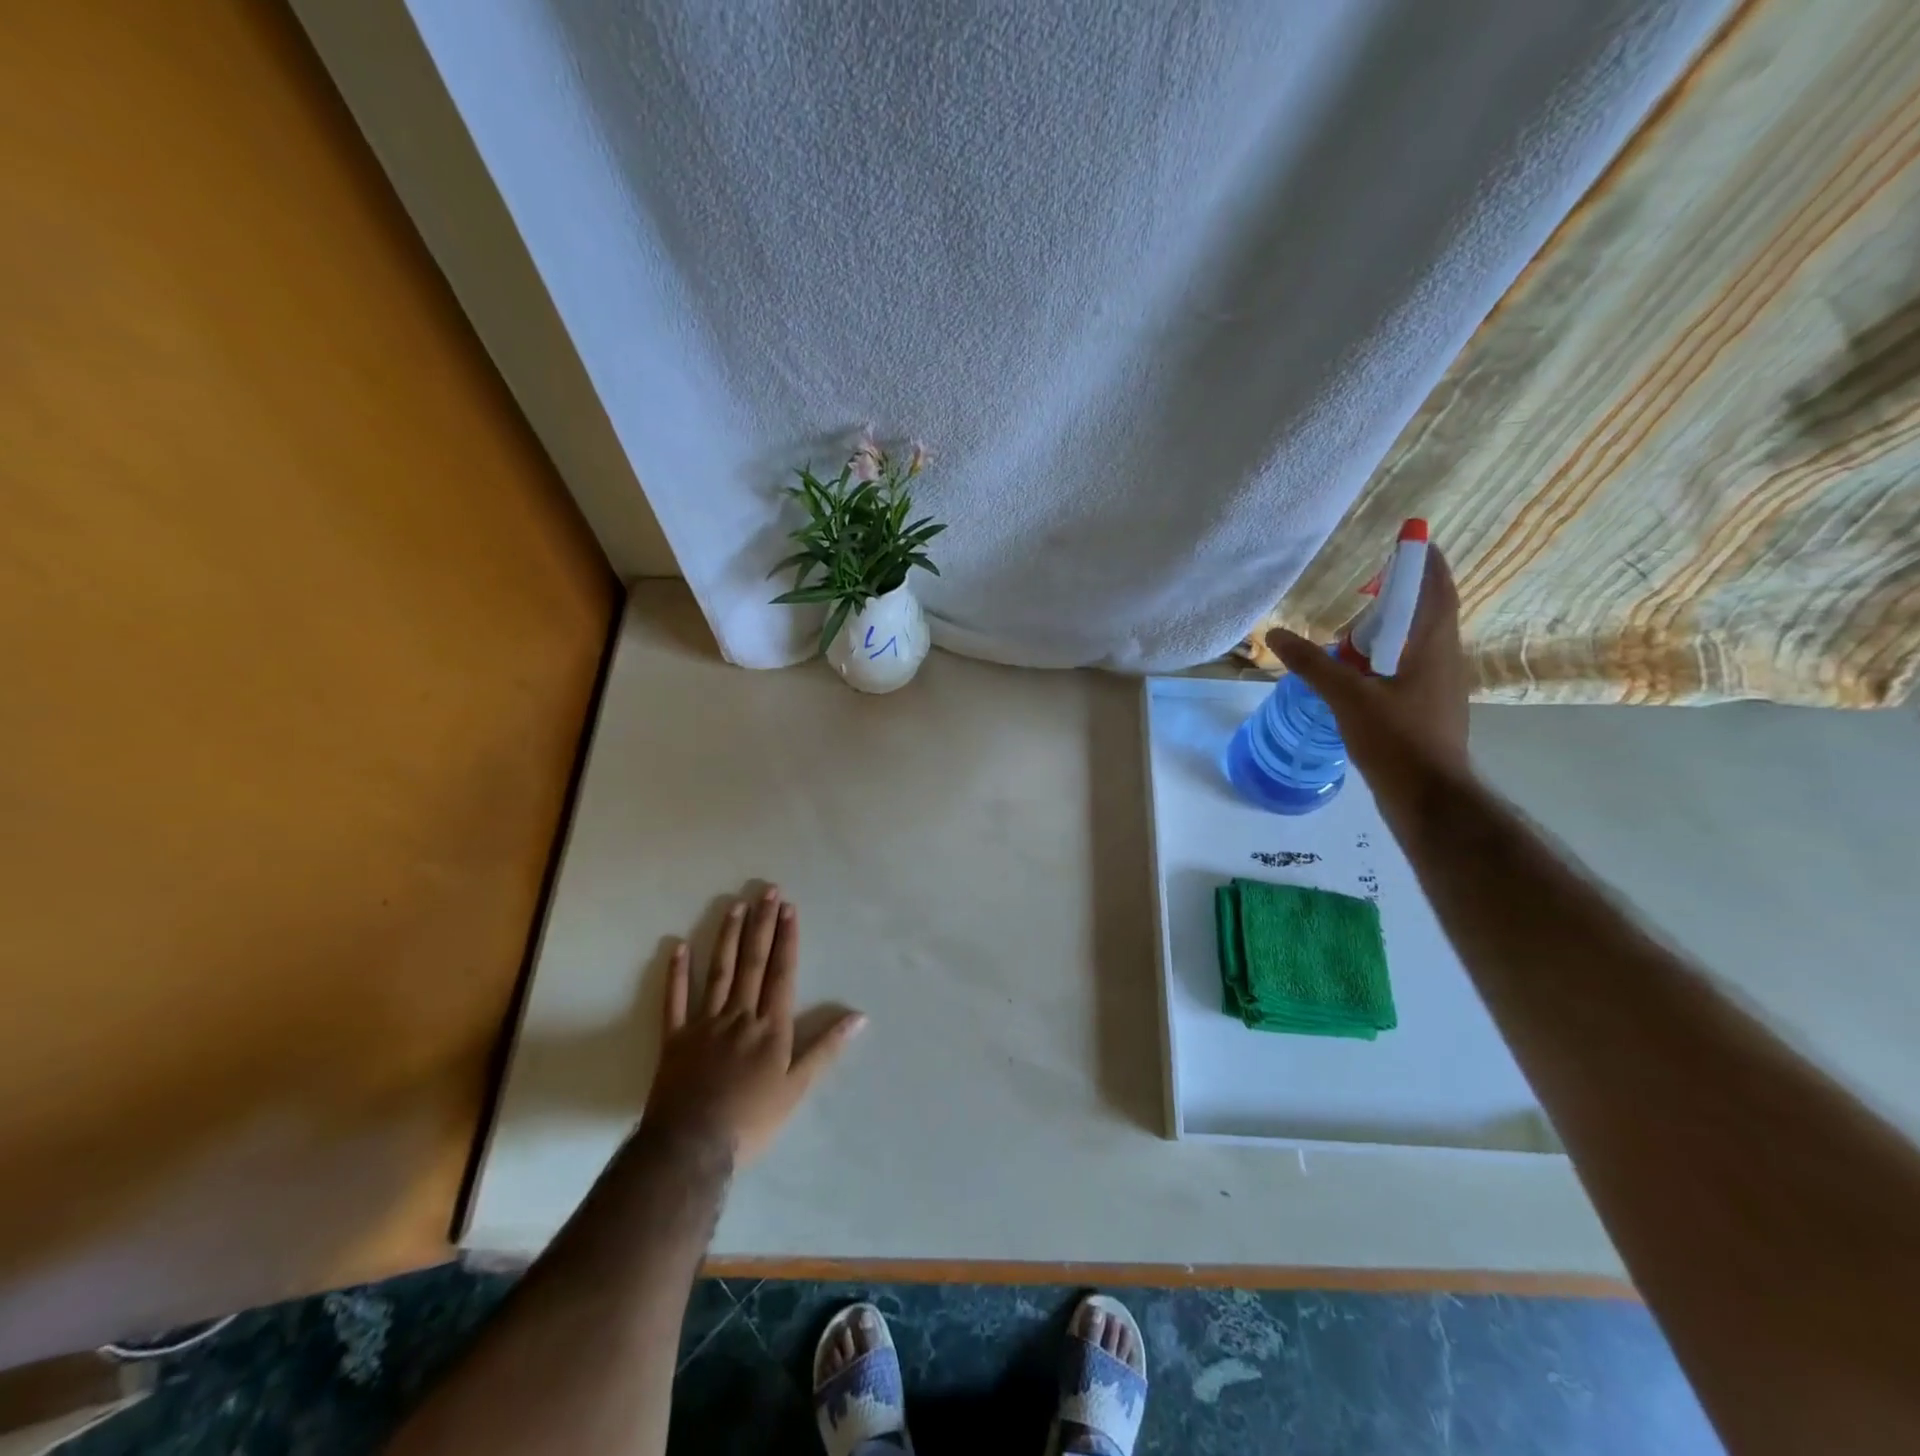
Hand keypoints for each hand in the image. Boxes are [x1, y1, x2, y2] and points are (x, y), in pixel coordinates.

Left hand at [644, 887, 865, 1167]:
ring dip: (728, 937)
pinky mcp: (675, 1038)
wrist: (691, 1148)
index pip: (781, 973)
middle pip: (752, 962)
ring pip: (718, 971)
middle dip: (762, 925)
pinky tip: (678, 947)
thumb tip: (859, 1017)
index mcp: (770, 1026)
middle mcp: (739, 1015)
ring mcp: (704, 1023)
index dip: (786, 939)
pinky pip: (675, 1000)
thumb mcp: (797, 1089)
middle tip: (767, 891)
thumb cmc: (751, 1121)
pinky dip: (677, 973)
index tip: (788, 908)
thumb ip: (826, 1049)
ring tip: (735, 906)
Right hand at [1267, 546, 1469, 782]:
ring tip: (1351, 635)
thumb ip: (1313, 664)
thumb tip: (1275, 635)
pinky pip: (1408, 669)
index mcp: (1434, 646)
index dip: (1426, 563)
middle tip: (1362, 593)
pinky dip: (1384, 660)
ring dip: (1388, 632)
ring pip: (1415, 644)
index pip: (1437, 589)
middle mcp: (1444, 659)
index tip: (1411, 540)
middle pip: (1425, 614)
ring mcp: (1439, 686)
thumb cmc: (1397, 740)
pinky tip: (1356, 675)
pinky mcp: (1428, 708)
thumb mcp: (1348, 698)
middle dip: (1397, 598)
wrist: (1429, 797)